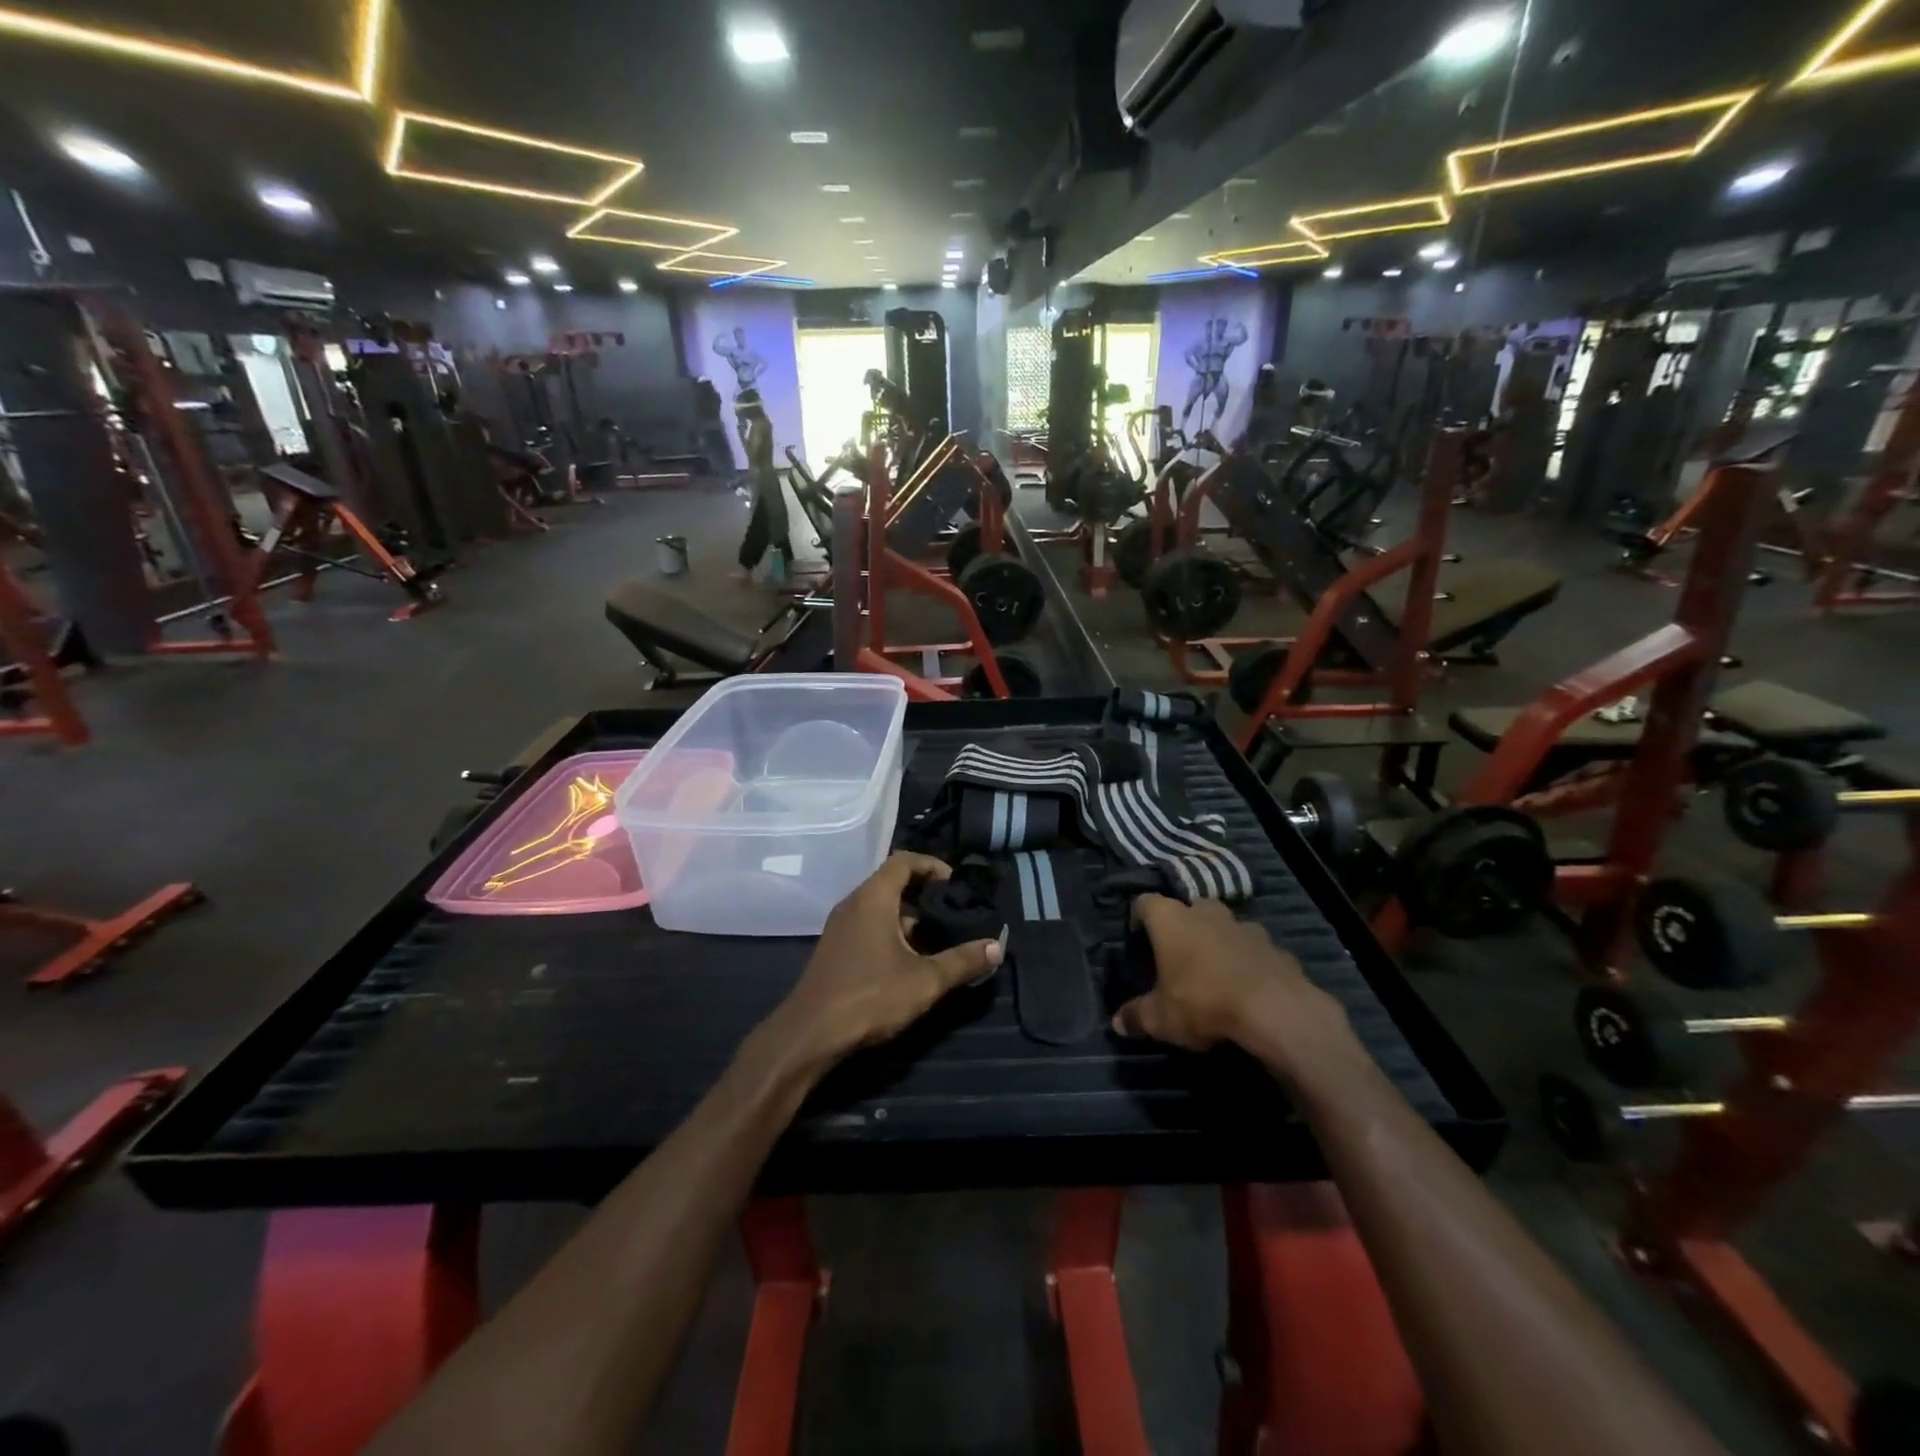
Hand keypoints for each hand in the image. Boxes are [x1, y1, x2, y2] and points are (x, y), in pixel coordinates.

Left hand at [760, 854, 1001, 1072]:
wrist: (809, 1034)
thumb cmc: (869, 996)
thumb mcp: (925, 980)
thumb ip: (962, 961)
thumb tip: (996, 946)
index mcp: (873, 898)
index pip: (903, 860)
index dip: (931, 864)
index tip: (954, 882)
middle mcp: (853, 903)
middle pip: (891, 881)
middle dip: (923, 891)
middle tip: (952, 908)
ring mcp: (840, 927)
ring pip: (879, 906)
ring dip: (907, 915)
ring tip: (937, 935)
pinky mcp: (835, 949)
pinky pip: (868, 924)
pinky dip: (891, 930)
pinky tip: (909, 959)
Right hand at [1112, 896, 1351, 1070]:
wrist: (1274, 1010)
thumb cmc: (1203, 1002)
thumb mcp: (1160, 1018)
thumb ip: (1136, 1016)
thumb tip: (1117, 1022)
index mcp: (1170, 919)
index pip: (1145, 902)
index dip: (1138, 917)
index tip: (1137, 937)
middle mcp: (1205, 912)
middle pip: (1187, 908)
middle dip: (1181, 927)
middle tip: (1175, 954)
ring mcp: (1243, 925)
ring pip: (1223, 925)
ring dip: (1216, 941)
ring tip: (1212, 971)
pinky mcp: (1274, 945)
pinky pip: (1253, 948)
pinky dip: (1247, 960)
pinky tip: (1246, 986)